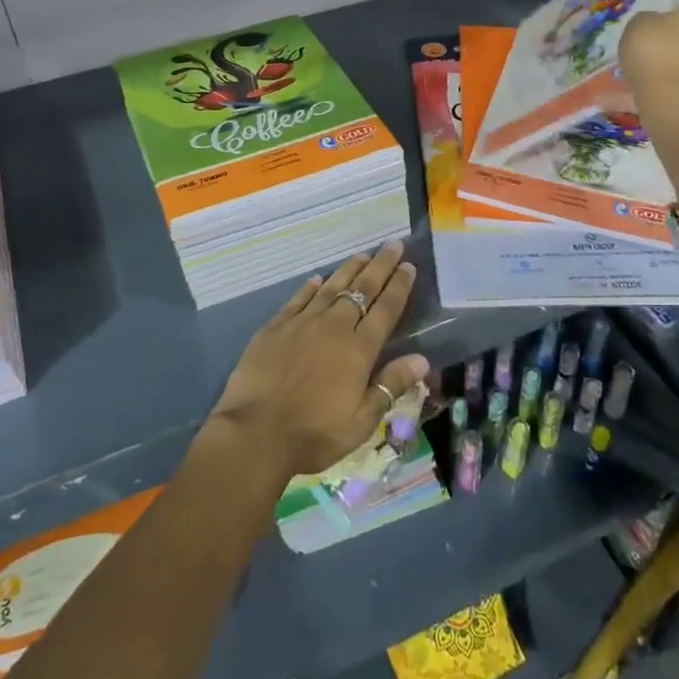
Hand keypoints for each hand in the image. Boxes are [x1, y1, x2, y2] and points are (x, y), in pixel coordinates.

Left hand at [209, 241, 429, 480]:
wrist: (256, 432)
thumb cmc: (314, 434)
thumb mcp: (361, 421)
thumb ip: (390, 385)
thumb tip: (421, 358)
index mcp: (359, 349)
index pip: (385, 309)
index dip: (399, 286)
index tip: (408, 265)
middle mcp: (334, 327)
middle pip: (362, 289)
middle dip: (380, 266)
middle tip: (393, 245)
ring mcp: (302, 323)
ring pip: (331, 287)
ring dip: (349, 269)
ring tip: (363, 254)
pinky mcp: (275, 326)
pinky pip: (299, 298)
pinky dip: (311, 287)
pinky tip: (317, 278)